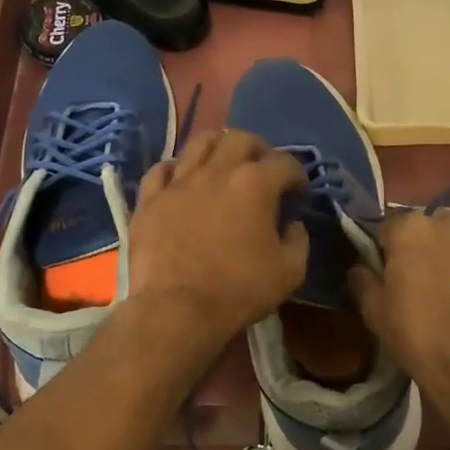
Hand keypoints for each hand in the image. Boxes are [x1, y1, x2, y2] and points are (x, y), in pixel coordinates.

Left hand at [126, 130, 308, 344]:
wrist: (176, 310)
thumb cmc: (238, 291)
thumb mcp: (290, 272)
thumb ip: (299, 241)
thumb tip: (294, 224)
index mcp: (255, 184)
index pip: (285, 162)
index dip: (297, 174)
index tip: (298, 191)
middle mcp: (217, 171)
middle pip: (240, 139)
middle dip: (258, 149)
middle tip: (262, 169)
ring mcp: (179, 182)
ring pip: (199, 143)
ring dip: (218, 148)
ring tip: (223, 164)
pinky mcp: (150, 199)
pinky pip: (161, 170)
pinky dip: (176, 170)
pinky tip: (182, 181)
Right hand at [348, 208, 449, 435]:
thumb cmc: (419, 338)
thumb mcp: (375, 313)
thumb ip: (363, 280)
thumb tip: (360, 267)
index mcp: (411, 229)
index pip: (390, 227)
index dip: (388, 250)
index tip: (390, 274)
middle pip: (432, 228)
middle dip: (427, 247)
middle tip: (425, 281)